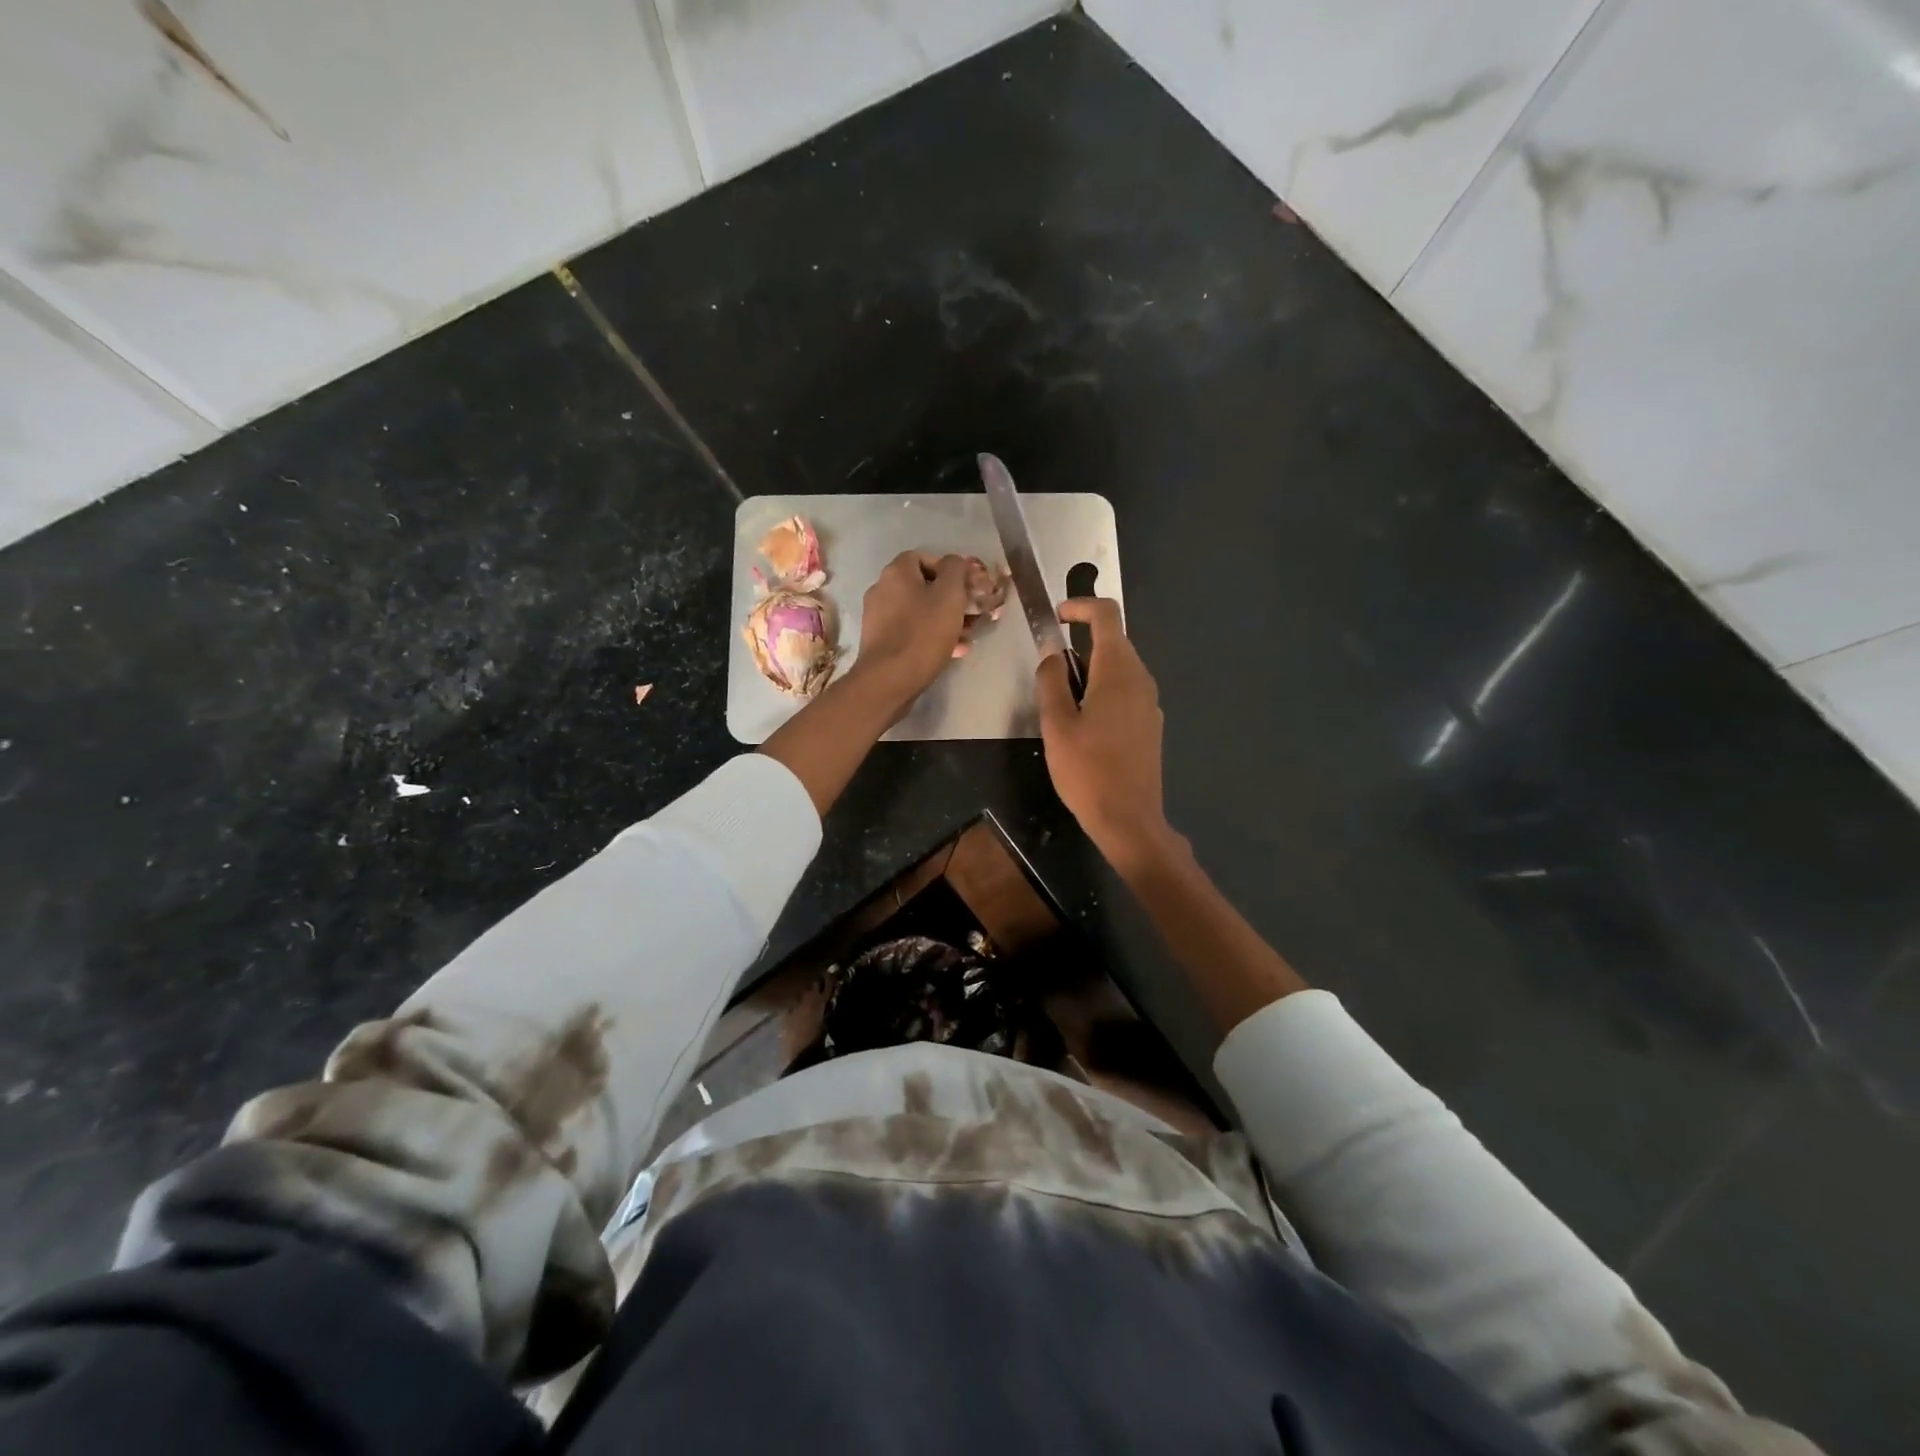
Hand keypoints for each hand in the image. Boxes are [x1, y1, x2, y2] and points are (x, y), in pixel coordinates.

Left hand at [848, 552, 974, 713]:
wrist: (888, 680)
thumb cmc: (923, 633)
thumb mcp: (950, 595)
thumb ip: (956, 570)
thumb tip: (955, 562)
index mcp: (896, 572)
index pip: (924, 557)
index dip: (949, 569)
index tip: (967, 586)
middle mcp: (882, 589)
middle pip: (922, 587)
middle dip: (951, 599)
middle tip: (972, 614)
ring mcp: (878, 617)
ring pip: (919, 611)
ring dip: (944, 620)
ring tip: (967, 636)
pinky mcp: (880, 642)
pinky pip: (911, 632)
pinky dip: (931, 637)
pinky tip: (953, 651)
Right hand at [1035, 598, 1171, 862]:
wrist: (1129, 819)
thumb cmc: (1087, 771)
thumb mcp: (1056, 724)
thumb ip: (1051, 681)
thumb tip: (1051, 653)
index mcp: (1118, 671)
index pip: (1106, 615)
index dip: (1080, 606)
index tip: (1055, 617)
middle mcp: (1141, 678)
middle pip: (1113, 640)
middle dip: (1079, 643)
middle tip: (1049, 673)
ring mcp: (1150, 702)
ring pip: (1119, 667)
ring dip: (1090, 670)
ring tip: (1062, 705)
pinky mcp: (1151, 724)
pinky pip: (1126, 691)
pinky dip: (1103, 690)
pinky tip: (1085, 725)